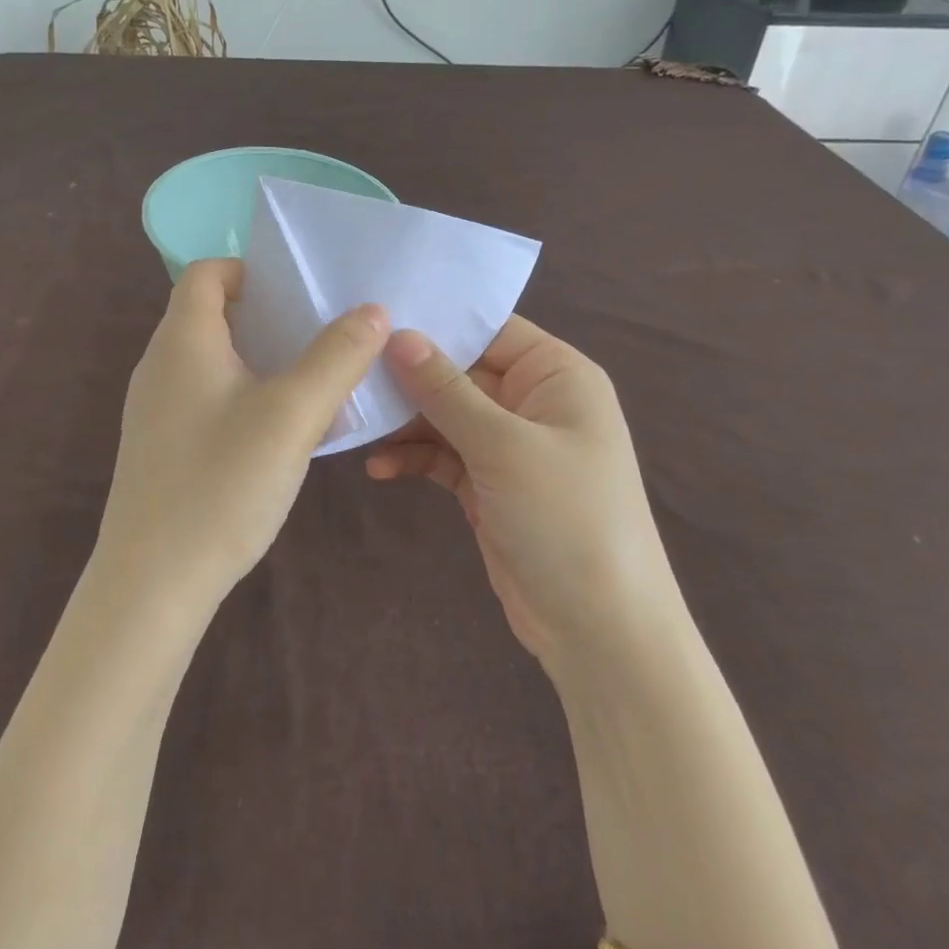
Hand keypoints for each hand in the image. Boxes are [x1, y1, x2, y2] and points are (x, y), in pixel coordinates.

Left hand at [95, 259, 389, 607]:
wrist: (153, 583)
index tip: (300, 292)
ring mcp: (156, 409)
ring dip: (260, 359)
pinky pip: (206, 399)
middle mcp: (160, 366)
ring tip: (312, 379)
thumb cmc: (221, 485)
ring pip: (212, 361)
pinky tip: (280, 432)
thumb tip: (373, 311)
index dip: (252, 270)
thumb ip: (336, 358)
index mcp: (183, 341)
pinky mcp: (162, 447)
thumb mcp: (292, 416)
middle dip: (268, 316)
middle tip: (321, 333)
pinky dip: (244, 396)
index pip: (207, 273)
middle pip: (211, 314)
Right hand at [366, 317, 678, 664]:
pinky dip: (414, 459)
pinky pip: (443, 456)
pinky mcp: (489, 485)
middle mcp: (534, 402)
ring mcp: (510, 446)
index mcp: (557, 376)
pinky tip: (380, 469)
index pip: (489, 330)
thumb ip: (447, 390)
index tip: (372, 319)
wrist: (599, 629)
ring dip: (405, 423)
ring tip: (358, 425)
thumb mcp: (503, 448)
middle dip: (409, 378)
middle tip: (349, 375)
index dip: (436, 324)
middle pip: (460, 372)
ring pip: (446, 416)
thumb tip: (398, 335)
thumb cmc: (566, 520)